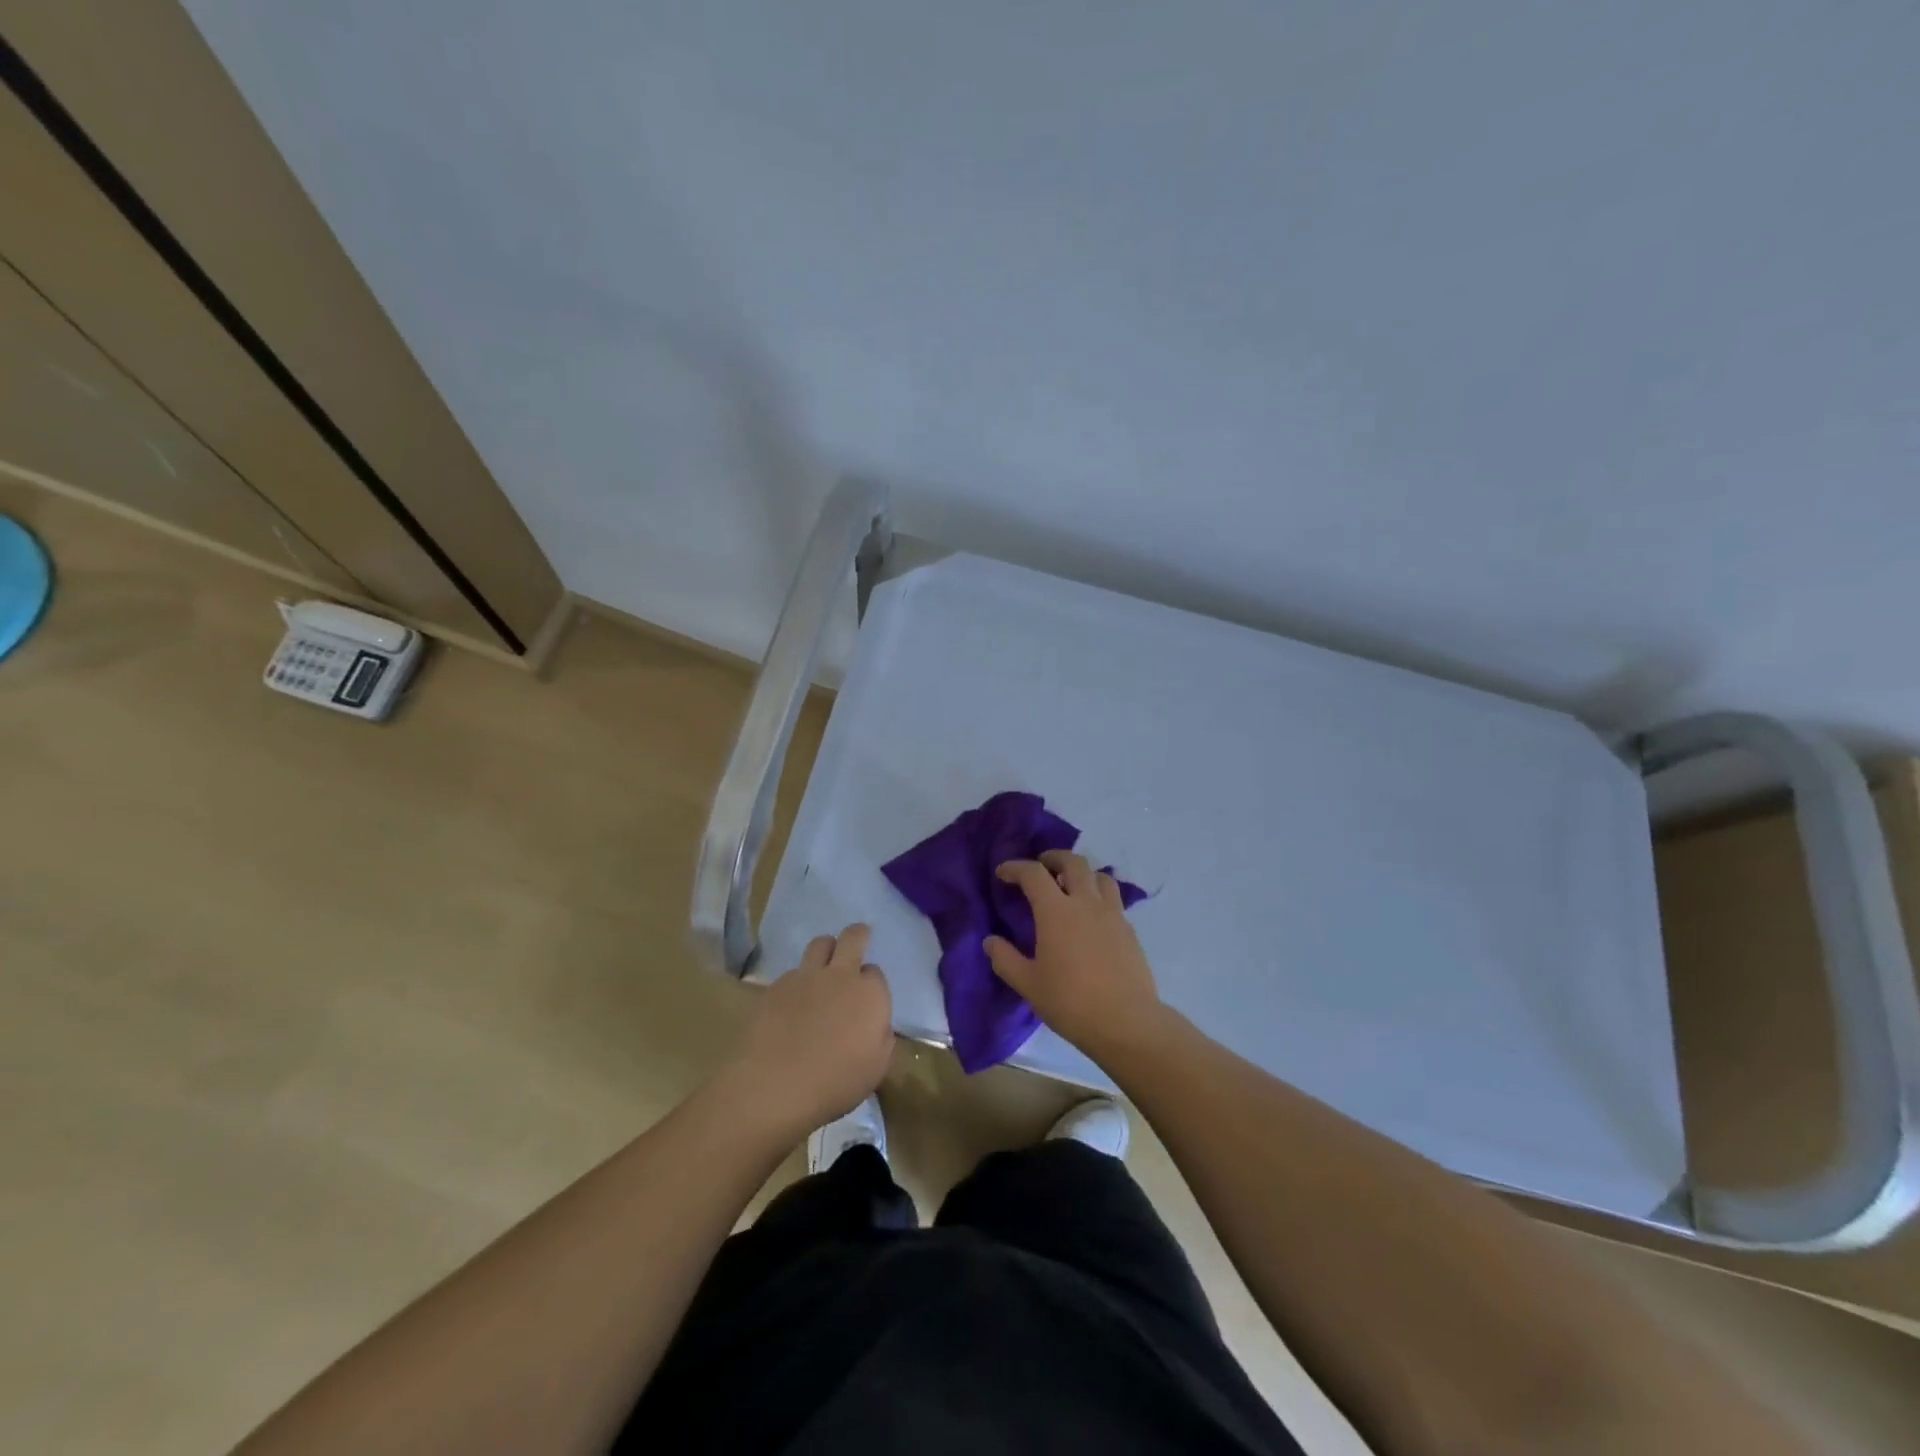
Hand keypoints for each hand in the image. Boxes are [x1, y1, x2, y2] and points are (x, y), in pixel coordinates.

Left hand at [722, 923, 893, 1139]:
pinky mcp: (776, 986)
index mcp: (870, 994)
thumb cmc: (834, 1084)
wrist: (772, 1086)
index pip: (876, 973)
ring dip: (826, 951)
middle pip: (853, 937)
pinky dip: (797, 982)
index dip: (871, 984)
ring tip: (822, 969)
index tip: (866, 999)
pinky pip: (792, 973)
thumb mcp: (875, 1070)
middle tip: (857, 940)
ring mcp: (805, 977)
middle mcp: (841, 975)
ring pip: (820, 944)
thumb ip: (881, 1039)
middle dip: (858, 935)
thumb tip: (876, 1025)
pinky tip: (790, 1005)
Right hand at [986, 851, 1166, 1063]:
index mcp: (1056, 912)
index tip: (1003, 873)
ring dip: (1082, 873)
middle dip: (1054, 857)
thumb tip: (990, 941)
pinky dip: (1099, 895)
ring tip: (1071, 886)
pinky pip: (1114, 899)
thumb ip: (1005, 959)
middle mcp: (1086, 903)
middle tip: (1042, 865)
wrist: (1126, 1022)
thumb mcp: (1028, 984)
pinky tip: (1092, 917)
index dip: (1015, 868)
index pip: (1033, 874)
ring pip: (1100, 876)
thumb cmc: (1071, 1002)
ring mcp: (1112, 915)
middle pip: (1073, 862)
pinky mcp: (1129, 930)